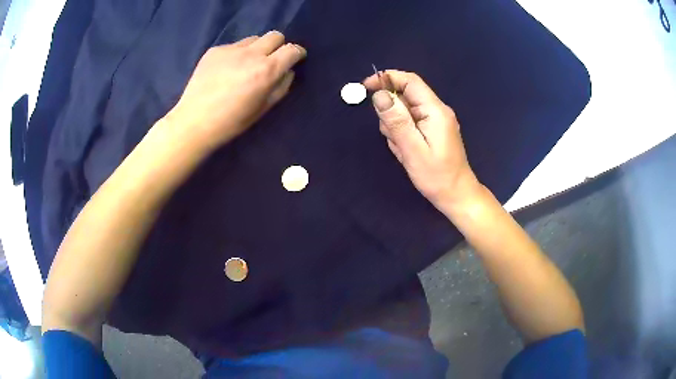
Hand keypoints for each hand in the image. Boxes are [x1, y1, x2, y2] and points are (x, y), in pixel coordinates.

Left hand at [165, 31, 305, 148]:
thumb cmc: (231, 122)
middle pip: (275, 35)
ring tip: (246, 65)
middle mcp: (251, 54)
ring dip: (257, 48)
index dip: (297, 53)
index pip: (292, 49)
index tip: (296, 58)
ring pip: (254, 39)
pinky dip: (237, 54)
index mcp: (266, 70)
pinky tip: (226, 70)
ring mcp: (231, 50)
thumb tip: (287, 71)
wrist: (194, 122)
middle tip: (271, 60)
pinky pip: (234, 46)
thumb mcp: (263, 109)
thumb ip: (281, 87)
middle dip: (279, 46)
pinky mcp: (215, 50)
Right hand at [363, 70, 480, 212]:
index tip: (366, 87)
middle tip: (394, 138)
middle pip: (405, 96)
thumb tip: (380, 94)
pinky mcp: (432, 130)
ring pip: (404, 112)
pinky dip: (402, 135)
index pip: (410, 81)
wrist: (456, 195)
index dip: (387, 78)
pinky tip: (407, 151)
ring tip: (403, 149)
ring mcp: (435, 120)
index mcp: (435, 110)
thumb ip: (396, 120)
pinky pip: (410, 124)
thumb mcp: (412, 149)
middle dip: (391, 113)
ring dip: (396, 127)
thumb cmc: (436, 176)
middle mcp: (437, 110)